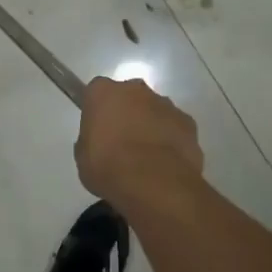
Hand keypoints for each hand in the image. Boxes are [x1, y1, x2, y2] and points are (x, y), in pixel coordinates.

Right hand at [75, 76, 203, 204]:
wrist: (154, 182)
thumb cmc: (108, 166)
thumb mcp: (83, 157)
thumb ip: (91, 141)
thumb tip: (100, 143)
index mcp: (103, 92)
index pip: (97, 92)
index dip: (98, 110)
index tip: (97, 129)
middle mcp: (135, 90)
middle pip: (129, 96)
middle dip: (127, 112)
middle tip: (122, 141)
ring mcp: (165, 104)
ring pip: (154, 110)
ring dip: (150, 125)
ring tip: (146, 156)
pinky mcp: (188, 122)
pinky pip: (175, 127)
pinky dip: (171, 139)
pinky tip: (166, 162)